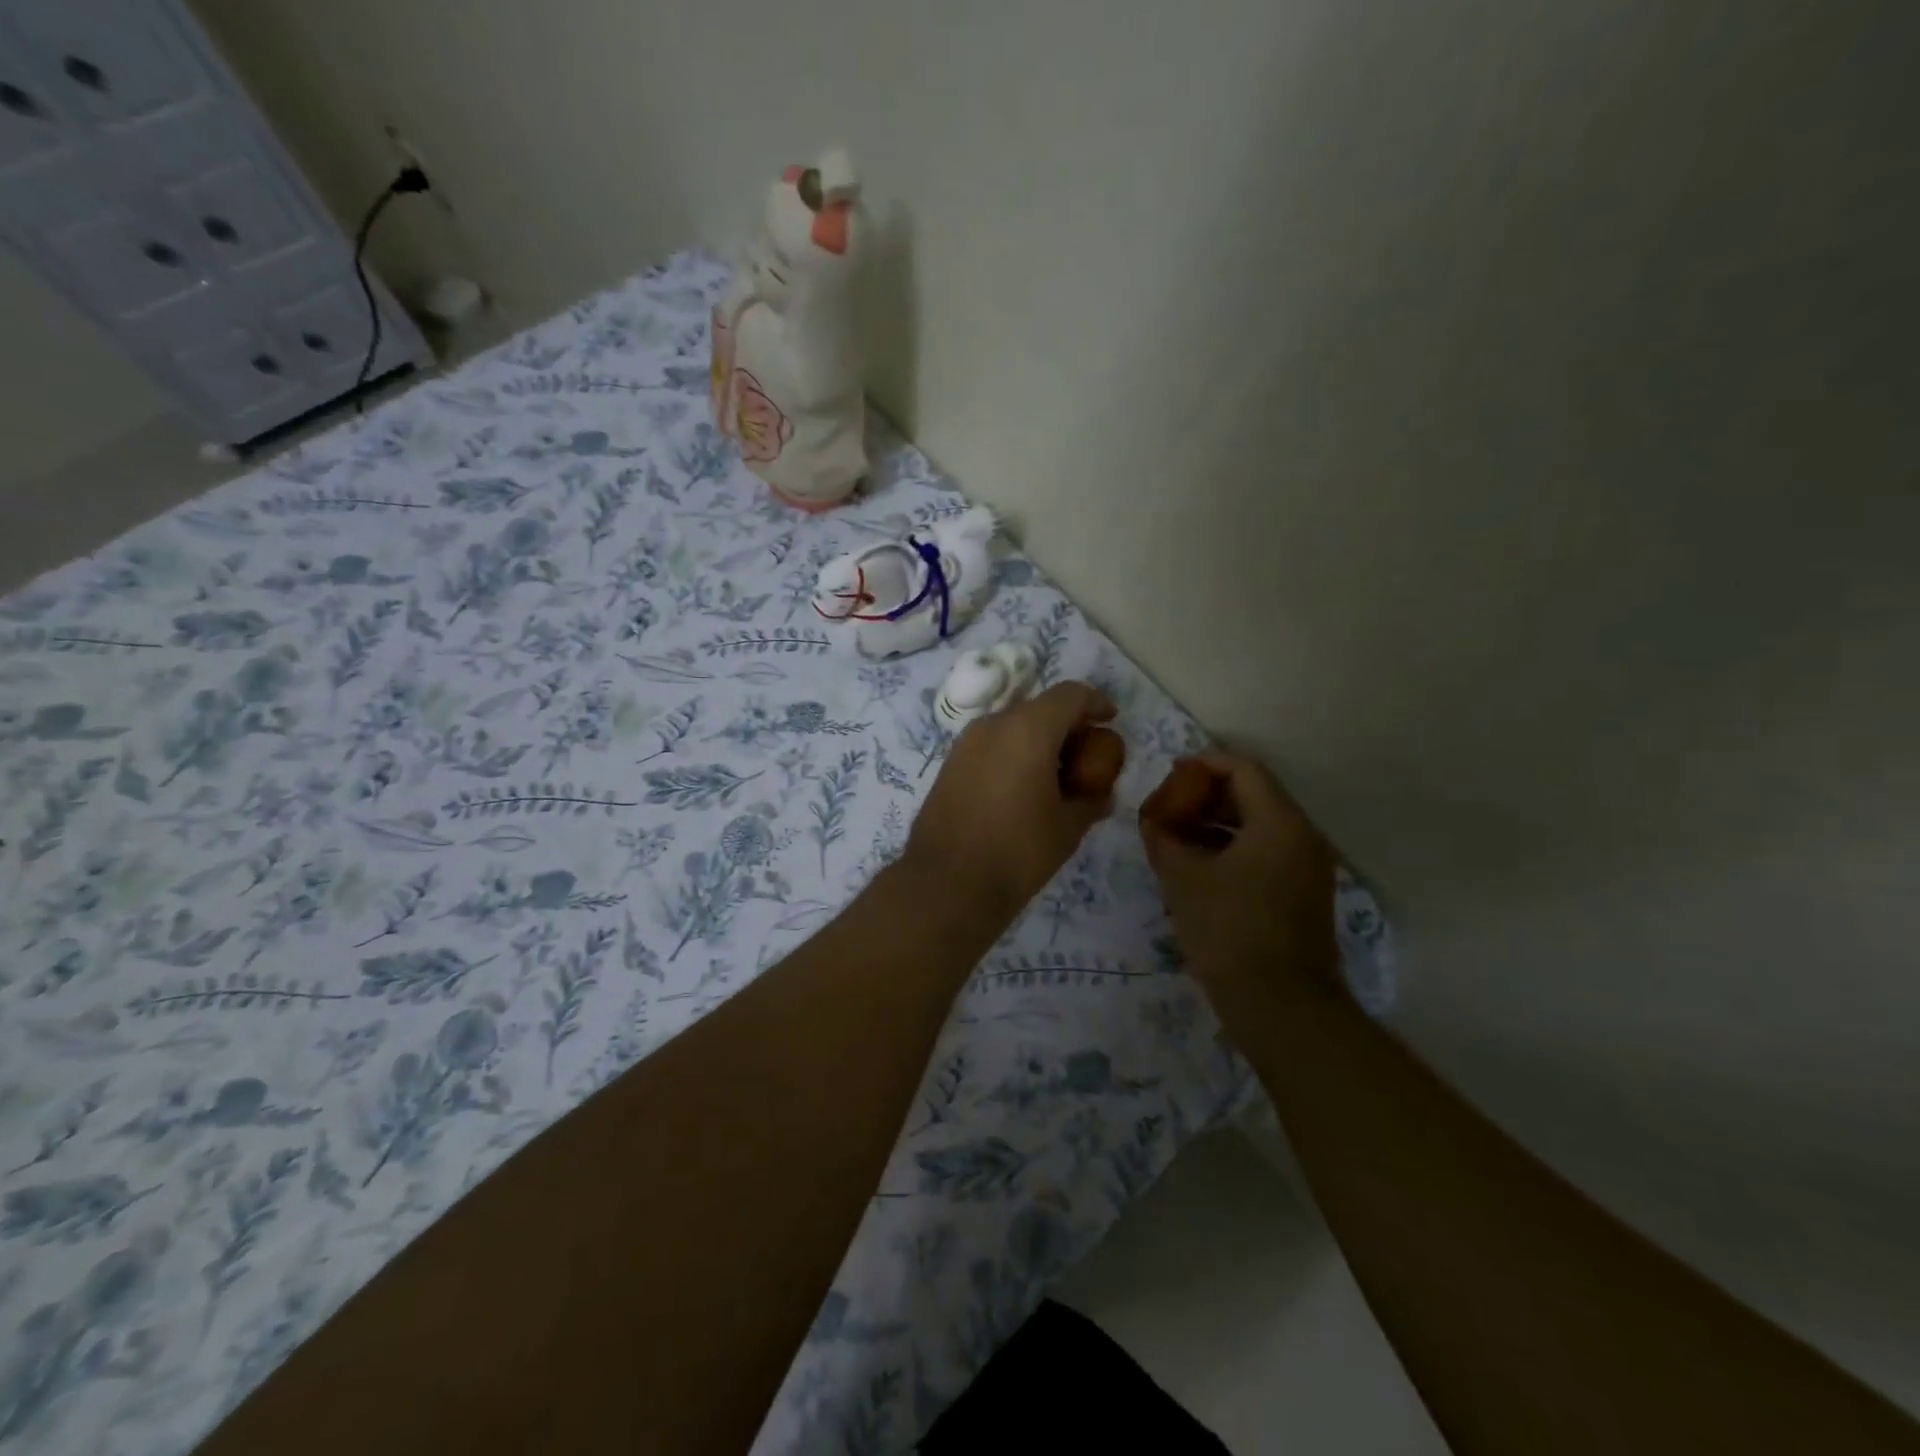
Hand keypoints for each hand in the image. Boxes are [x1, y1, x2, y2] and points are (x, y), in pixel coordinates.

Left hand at [904, 682, 1122, 919]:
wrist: (946, 884)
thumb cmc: (1017, 852)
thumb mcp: (1068, 827)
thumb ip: (1090, 800)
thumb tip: (1100, 794)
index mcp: (1028, 729)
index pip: (1070, 695)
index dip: (1095, 703)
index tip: (1110, 721)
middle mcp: (993, 725)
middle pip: (1039, 708)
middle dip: (1067, 726)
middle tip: (1086, 757)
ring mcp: (965, 743)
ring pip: (1012, 726)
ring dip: (1038, 741)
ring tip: (1055, 778)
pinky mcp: (949, 765)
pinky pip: (990, 746)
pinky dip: (1013, 754)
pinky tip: (1022, 790)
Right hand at [1140, 753, 1340, 1000]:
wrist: (1280, 1005)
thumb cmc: (1229, 931)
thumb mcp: (1183, 879)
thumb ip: (1163, 838)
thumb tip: (1152, 820)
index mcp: (1279, 823)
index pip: (1243, 770)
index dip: (1205, 764)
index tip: (1173, 774)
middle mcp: (1303, 836)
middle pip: (1255, 795)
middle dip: (1209, 795)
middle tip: (1172, 806)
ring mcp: (1309, 867)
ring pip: (1261, 826)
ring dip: (1220, 823)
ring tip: (1179, 836)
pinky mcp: (1305, 894)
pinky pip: (1268, 853)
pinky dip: (1235, 848)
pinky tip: (1202, 867)